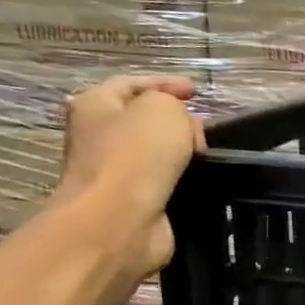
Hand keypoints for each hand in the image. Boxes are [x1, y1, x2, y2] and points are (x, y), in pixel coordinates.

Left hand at [55, 75, 205, 275]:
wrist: (119, 221)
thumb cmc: (136, 155)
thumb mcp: (164, 108)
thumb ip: (176, 106)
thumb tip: (183, 129)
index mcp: (95, 105)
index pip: (132, 83)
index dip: (166, 83)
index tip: (197, 91)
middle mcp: (98, 137)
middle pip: (144, 120)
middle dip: (177, 122)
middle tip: (204, 130)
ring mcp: (114, 173)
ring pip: (157, 155)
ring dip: (183, 155)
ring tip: (209, 157)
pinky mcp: (133, 203)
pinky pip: (165, 185)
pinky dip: (184, 182)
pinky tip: (203, 182)